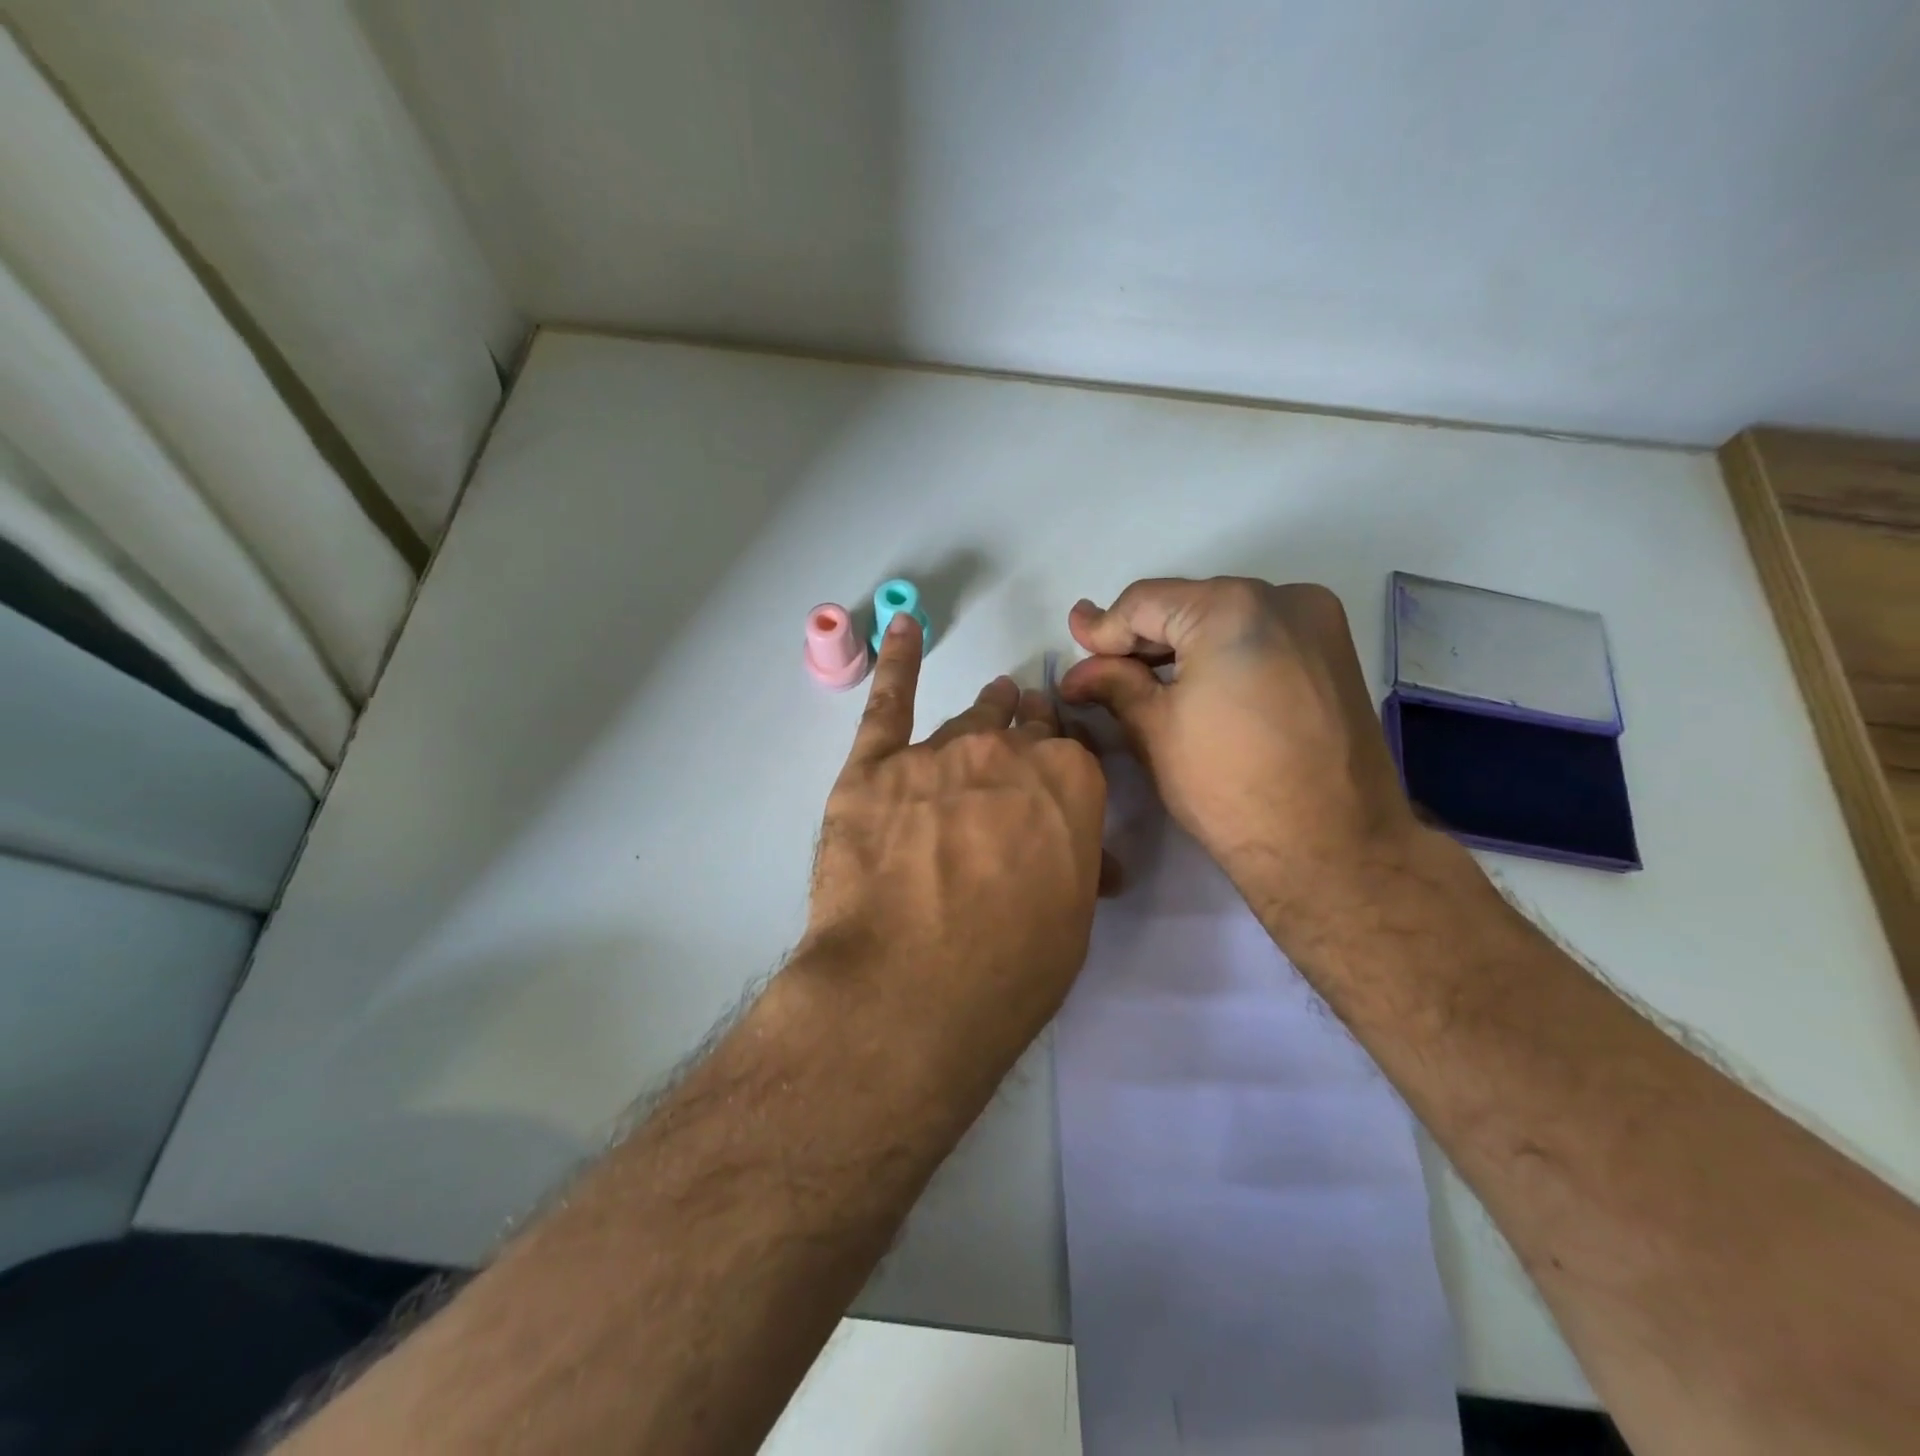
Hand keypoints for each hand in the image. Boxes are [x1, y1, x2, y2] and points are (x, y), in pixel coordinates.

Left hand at [804, 616, 1108, 1056]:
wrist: (910, 991)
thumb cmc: (1009, 969)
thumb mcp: (1071, 921)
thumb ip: (1078, 864)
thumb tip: (1092, 855)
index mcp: (1070, 782)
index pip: (1073, 751)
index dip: (1065, 760)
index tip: (1059, 767)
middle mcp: (1007, 752)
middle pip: (1023, 727)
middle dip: (1029, 730)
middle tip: (1025, 735)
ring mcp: (936, 754)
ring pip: (967, 720)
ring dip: (985, 713)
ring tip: (993, 700)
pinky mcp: (873, 769)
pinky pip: (889, 701)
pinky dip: (899, 661)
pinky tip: (903, 628)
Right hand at [1058, 577, 1425, 936]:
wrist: (1333, 847)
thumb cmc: (1229, 787)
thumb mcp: (1155, 730)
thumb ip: (1113, 684)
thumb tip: (1077, 671)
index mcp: (1231, 608)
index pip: (1145, 602)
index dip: (1103, 627)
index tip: (1073, 642)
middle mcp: (1283, 597)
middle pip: (1188, 604)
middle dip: (1142, 638)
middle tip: (1101, 666)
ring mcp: (1318, 623)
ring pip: (1226, 618)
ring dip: (1182, 645)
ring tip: (1143, 679)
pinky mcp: (1335, 653)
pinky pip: (1261, 636)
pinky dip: (1223, 653)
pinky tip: (1198, 685)